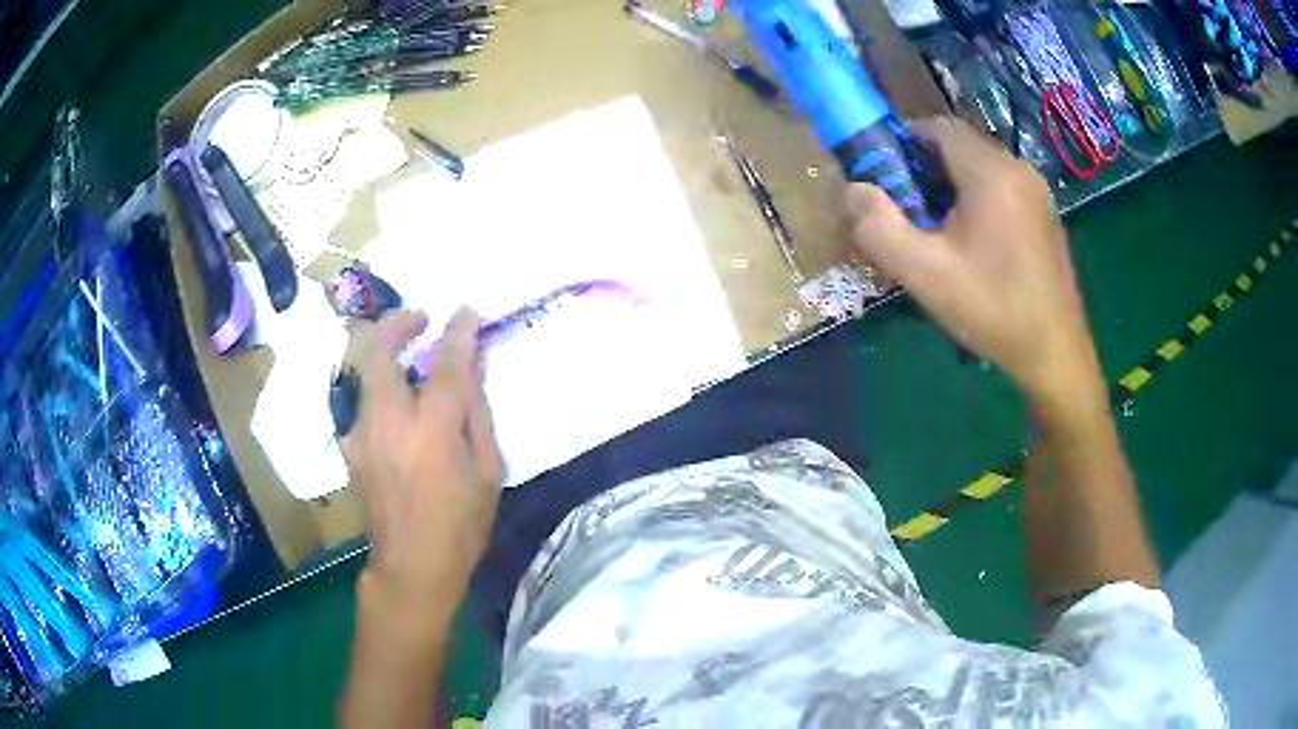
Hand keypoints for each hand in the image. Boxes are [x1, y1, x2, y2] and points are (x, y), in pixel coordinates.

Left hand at [340, 308, 504, 619]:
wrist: (411, 566)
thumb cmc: (461, 525)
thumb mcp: (488, 471)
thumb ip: (477, 413)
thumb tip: (474, 368)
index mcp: (431, 431)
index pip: (446, 365)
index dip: (459, 333)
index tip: (467, 312)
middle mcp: (388, 421)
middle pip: (378, 350)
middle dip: (397, 323)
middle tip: (420, 320)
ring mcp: (361, 432)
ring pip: (363, 370)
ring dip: (384, 351)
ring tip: (409, 358)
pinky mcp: (350, 446)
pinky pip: (363, 400)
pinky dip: (379, 386)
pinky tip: (398, 404)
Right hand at [845, 117, 1102, 406]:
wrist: (1055, 355)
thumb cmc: (993, 311)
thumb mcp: (925, 274)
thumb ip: (878, 227)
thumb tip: (852, 191)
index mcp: (991, 172)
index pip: (938, 126)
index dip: (904, 140)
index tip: (884, 176)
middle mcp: (1018, 168)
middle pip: (959, 145)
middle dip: (924, 168)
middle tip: (906, 211)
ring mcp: (1037, 192)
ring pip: (980, 167)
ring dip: (950, 185)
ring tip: (936, 232)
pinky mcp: (1044, 215)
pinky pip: (1001, 188)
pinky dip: (976, 200)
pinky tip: (971, 245)